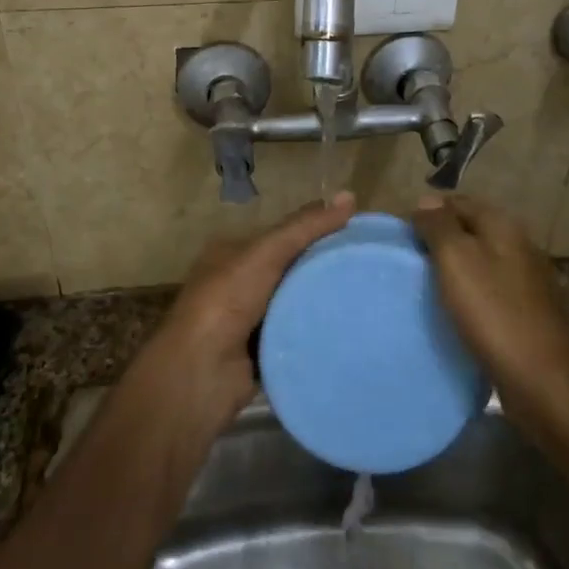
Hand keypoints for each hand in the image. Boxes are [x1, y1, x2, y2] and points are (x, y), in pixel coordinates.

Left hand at [129, 192, 356, 443]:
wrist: (200, 372)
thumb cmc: (227, 301)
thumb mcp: (266, 252)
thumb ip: (305, 227)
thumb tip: (350, 196)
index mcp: (231, 253)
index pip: (281, 235)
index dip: (315, 231)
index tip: (355, 235)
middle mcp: (237, 283)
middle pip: (290, 269)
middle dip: (321, 268)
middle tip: (367, 268)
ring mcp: (247, 321)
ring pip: (294, 304)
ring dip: (320, 304)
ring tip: (366, 299)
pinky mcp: (259, 354)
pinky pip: (294, 338)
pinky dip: (314, 335)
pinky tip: (346, 331)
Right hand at [411, 193, 568, 410]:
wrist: (541, 379)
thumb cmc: (493, 312)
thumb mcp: (457, 259)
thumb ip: (439, 226)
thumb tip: (426, 199)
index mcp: (503, 226)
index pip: (457, 202)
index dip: (428, 213)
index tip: (400, 235)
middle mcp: (518, 245)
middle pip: (470, 230)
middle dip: (439, 240)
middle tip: (406, 261)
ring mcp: (526, 280)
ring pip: (479, 261)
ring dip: (453, 268)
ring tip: (423, 286)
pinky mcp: (525, 311)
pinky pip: (488, 290)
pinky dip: (468, 293)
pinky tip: (451, 310)